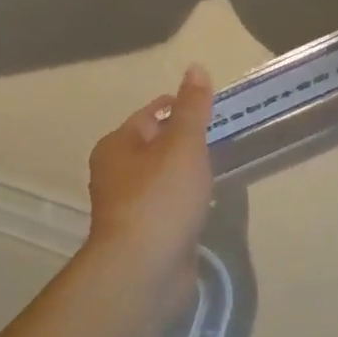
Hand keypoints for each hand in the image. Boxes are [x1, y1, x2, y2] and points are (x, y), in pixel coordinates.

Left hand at [85, 64, 214, 298]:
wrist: (144, 268)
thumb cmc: (161, 197)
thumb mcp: (183, 144)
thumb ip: (192, 107)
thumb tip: (195, 68)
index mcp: (116, 145)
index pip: (150, 114)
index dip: (180, 107)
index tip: (213, 111)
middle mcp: (115, 173)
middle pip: (154, 146)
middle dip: (184, 142)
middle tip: (221, 140)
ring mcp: (128, 207)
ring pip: (161, 179)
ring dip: (185, 174)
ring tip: (217, 171)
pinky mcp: (143, 235)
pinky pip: (167, 207)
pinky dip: (184, 203)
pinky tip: (205, 205)